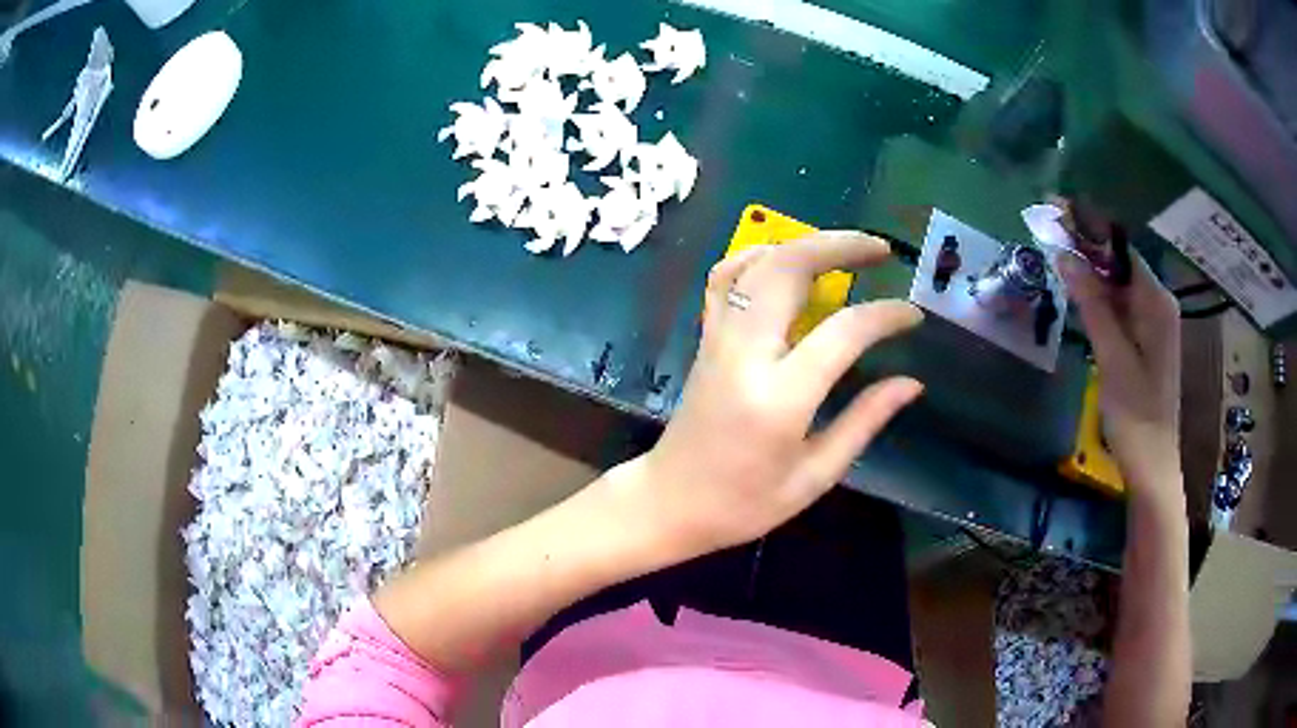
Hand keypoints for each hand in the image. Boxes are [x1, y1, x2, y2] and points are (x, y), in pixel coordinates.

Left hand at [621, 232, 923, 559]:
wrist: (669, 501)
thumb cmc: (743, 503)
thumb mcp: (814, 477)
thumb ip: (864, 422)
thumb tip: (912, 384)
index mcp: (779, 397)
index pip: (842, 332)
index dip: (885, 316)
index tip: (913, 315)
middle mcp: (745, 354)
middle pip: (790, 269)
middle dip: (841, 246)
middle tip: (882, 250)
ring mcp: (718, 339)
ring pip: (757, 264)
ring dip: (806, 244)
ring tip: (847, 249)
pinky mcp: (705, 338)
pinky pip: (725, 278)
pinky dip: (758, 256)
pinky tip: (787, 260)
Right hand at [1057, 252, 1181, 504]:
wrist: (1152, 464)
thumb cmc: (1135, 414)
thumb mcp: (1112, 357)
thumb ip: (1092, 304)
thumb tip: (1065, 255)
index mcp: (1157, 302)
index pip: (1120, 249)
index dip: (1090, 228)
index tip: (1057, 211)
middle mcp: (1159, 304)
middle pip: (1120, 264)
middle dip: (1088, 248)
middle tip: (1051, 232)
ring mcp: (1154, 323)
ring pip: (1119, 286)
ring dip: (1092, 273)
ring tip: (1058, 256)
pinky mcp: (1147, 341)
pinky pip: (1122, 307)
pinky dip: (1101, 298)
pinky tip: (1080, 294)